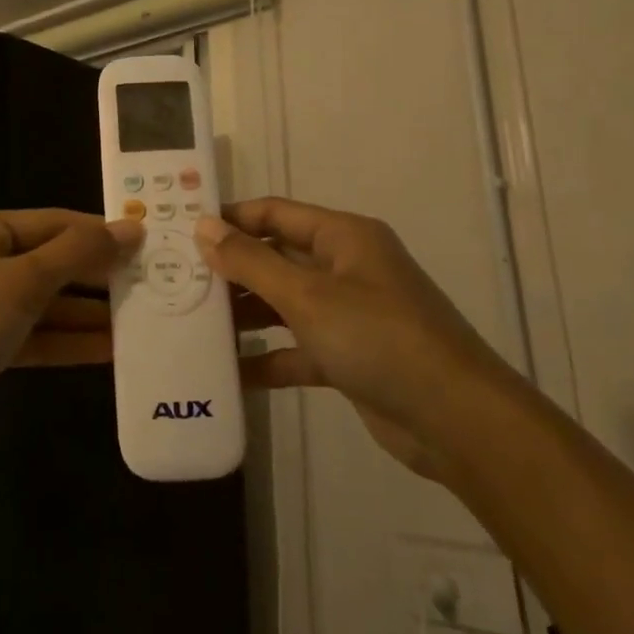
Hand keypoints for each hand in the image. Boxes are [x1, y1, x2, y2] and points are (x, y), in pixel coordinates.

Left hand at [0, 209, 139, 457]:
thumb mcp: (20, 283)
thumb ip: (77, 254)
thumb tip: (131, 227)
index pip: (53, 222)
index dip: (100, 232)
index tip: (149, 242)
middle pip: (52, 261)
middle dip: (98, 275)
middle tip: (154, 283)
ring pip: (47, 302)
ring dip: (89, 313)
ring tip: (144, 318)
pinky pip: (36, 335)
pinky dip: (69, 341)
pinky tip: (112, 350)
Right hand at [195, 198, 512, 476]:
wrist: (456, 420)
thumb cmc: (379, 338)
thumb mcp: (307, 296)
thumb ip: (251, 261)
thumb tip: (203, 227)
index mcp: (343, 237)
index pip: (274, 213)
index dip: (230, 219)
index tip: (182, 232)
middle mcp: (346, 268)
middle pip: (276, 257)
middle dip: (231, 269)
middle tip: (177, 282)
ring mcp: (348, 314)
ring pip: (284, 304)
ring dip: (245, 314)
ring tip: (192, 324)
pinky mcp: (348, 357)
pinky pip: (297, 347)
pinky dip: (267, 357)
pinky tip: (229, 371)